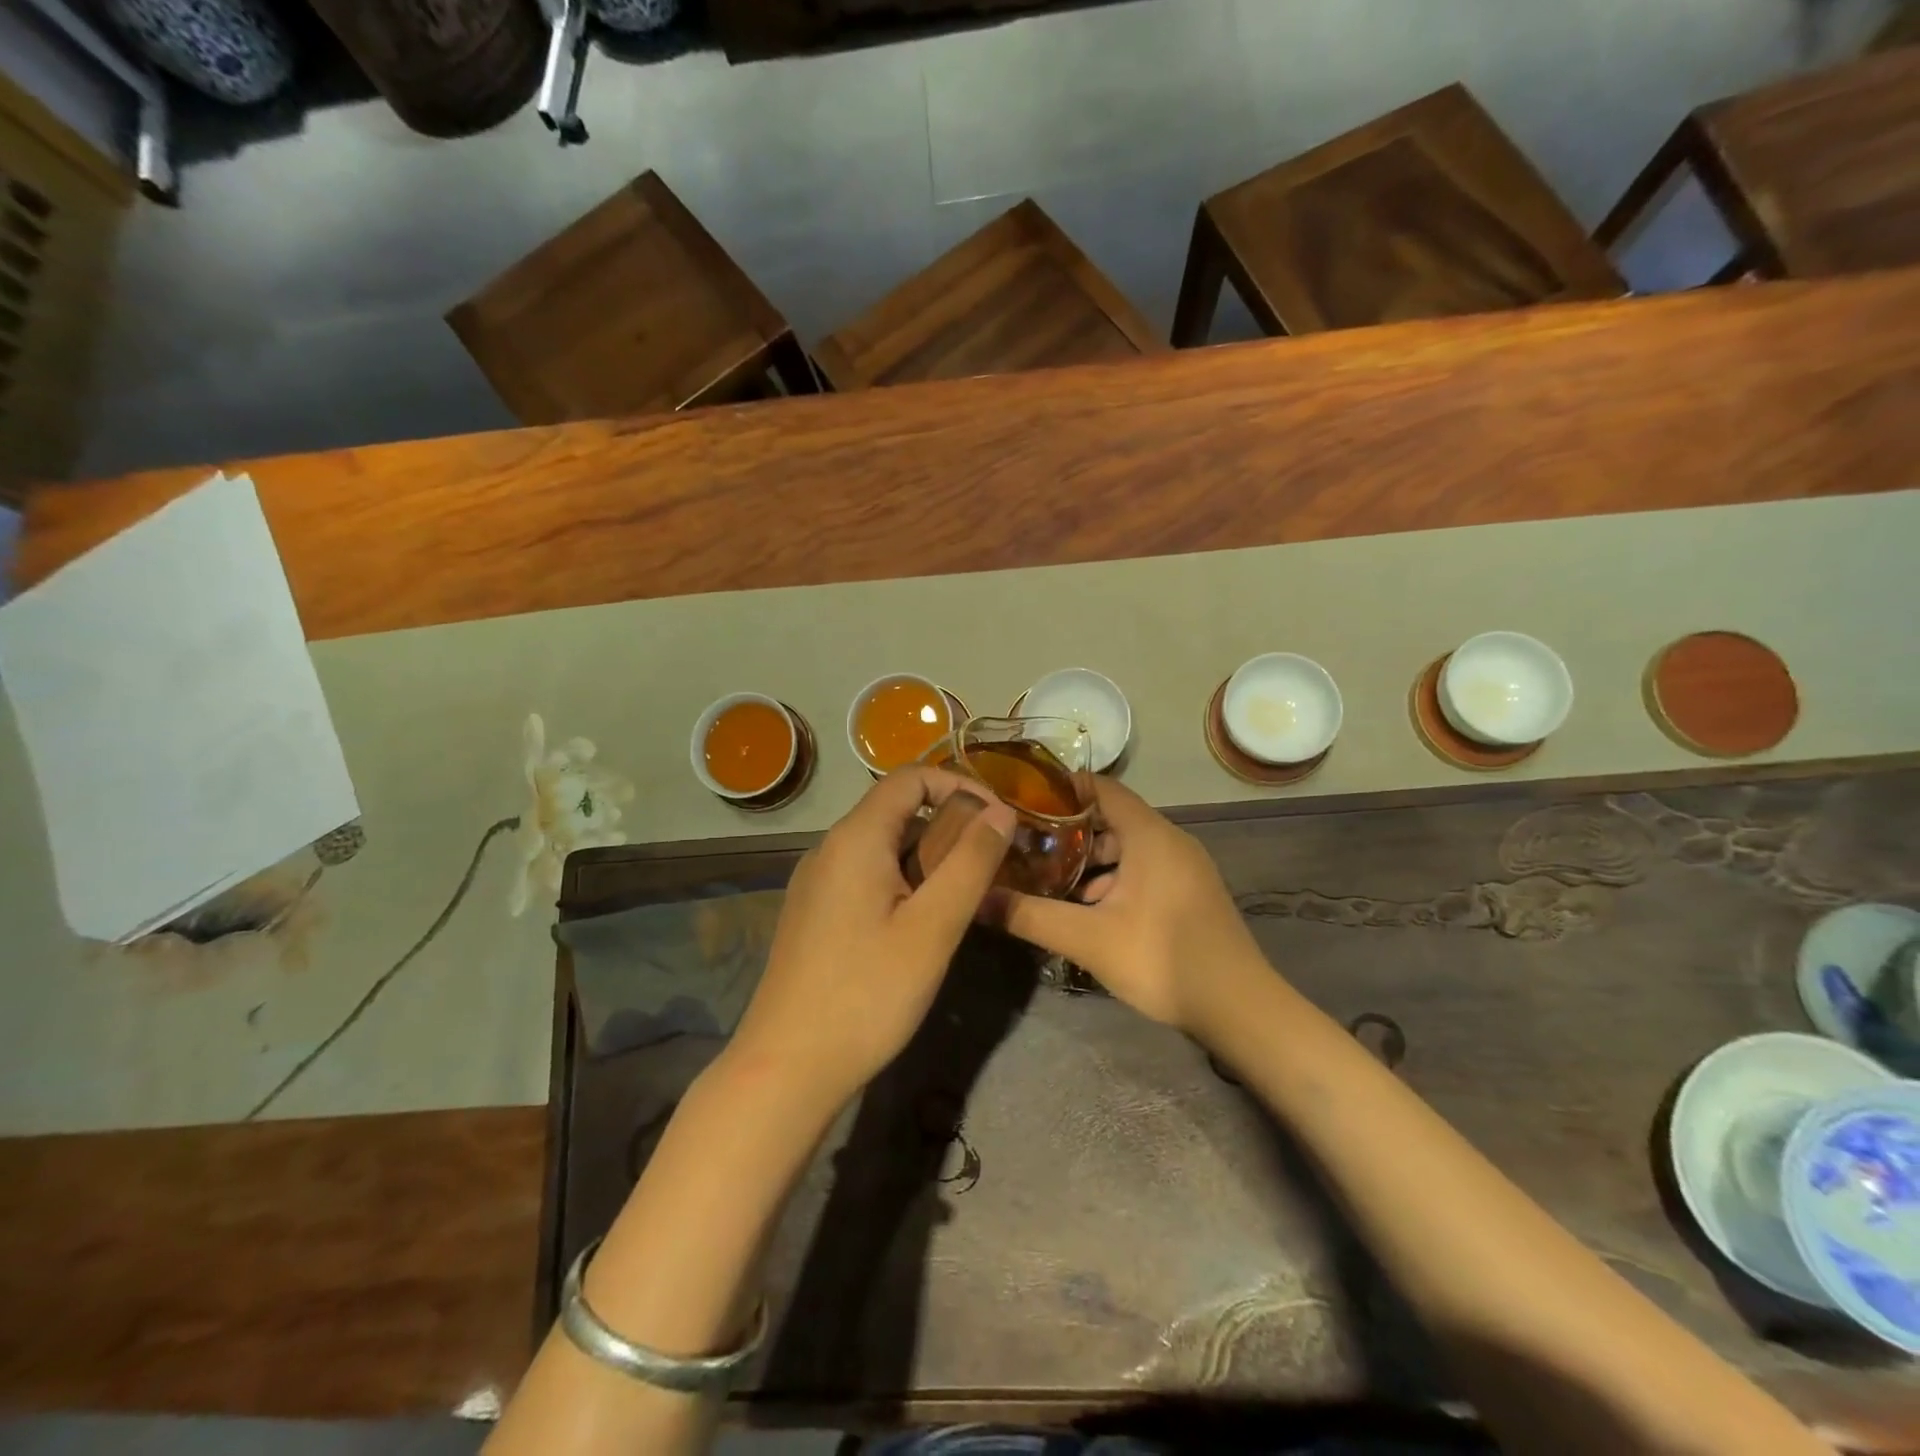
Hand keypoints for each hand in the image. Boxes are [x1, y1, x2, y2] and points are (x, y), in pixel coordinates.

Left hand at [727, 767, 1016, 1109]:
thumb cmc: (866, 994)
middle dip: (949, 827)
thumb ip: (971, 862)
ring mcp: (816, 882)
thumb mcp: (933, 928)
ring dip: (928, 858)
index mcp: (855, 838)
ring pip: (883, 847)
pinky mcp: (814, 913)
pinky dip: (903, 882)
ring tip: (965, 897)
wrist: (786, 1067)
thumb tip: (1002, 812)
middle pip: (896, 811)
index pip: (910, 778)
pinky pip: (866, 876)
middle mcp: (829, 849)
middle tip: (991, 865)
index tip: (999, 819)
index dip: (960, 785)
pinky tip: (922, 925)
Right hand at [994, 778, 1265, 1034]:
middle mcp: (1170, 840)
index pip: (1102, 788)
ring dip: (1090, 861)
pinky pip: (1144, 869)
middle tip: (1027, 846)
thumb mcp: (1088, 939)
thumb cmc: (1162, 959)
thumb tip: (977, 900)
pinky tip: (1089, 910)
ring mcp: (1185, 867)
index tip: (1024, 799)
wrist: (1239, 1008)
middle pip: (1112, 819)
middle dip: (1069, 831)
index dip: (1063, 789)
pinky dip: (1114, 879)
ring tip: (1049, 880)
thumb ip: (1030, 916)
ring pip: (1128, 848)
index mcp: (1150, 835)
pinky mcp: (1190, 892)